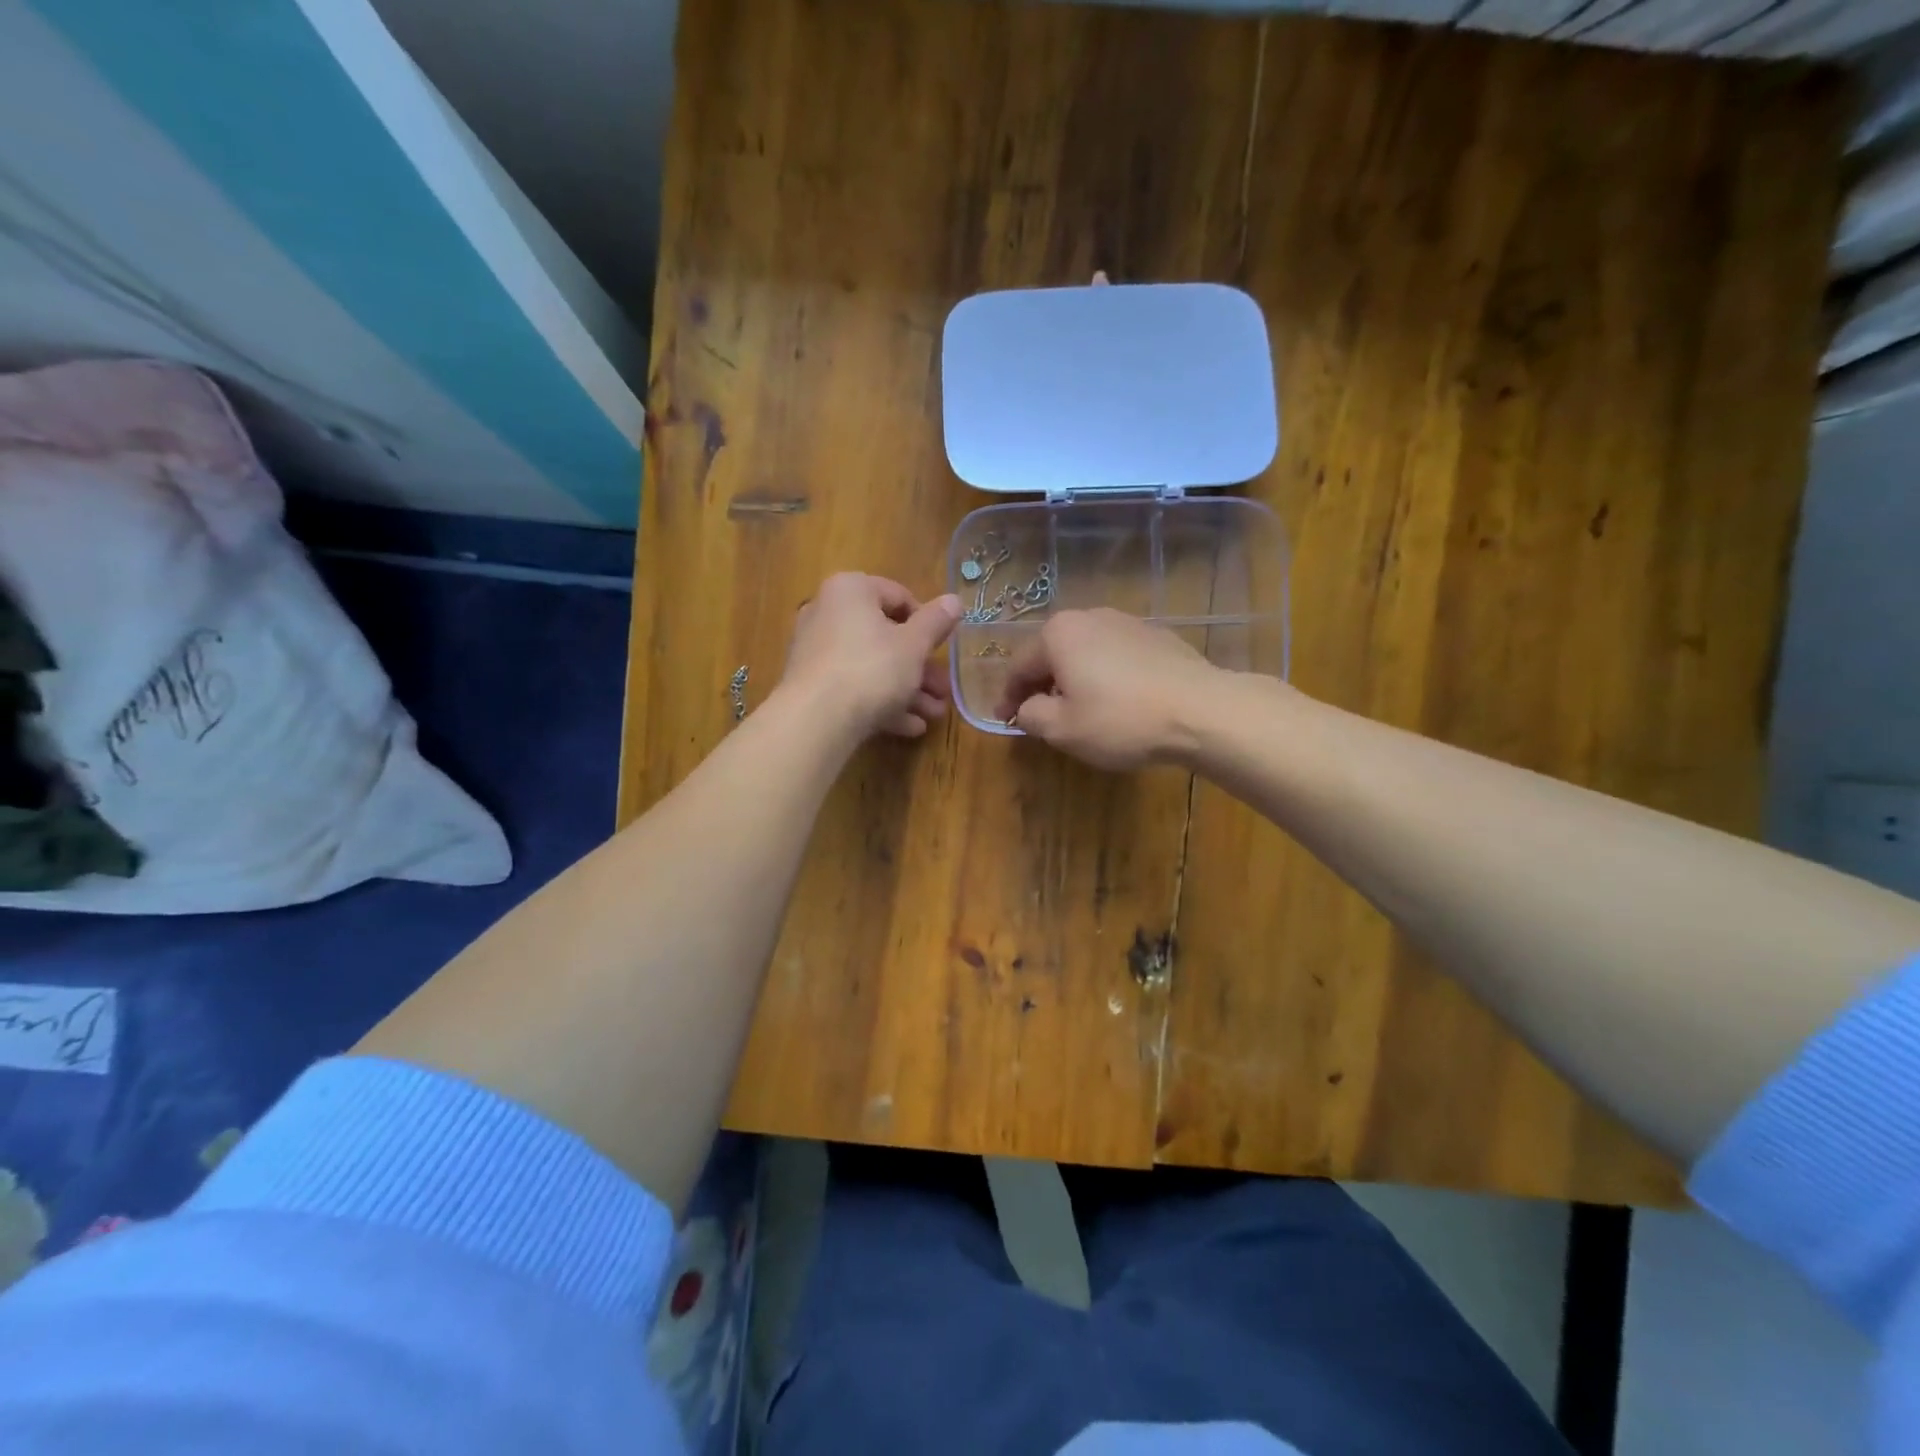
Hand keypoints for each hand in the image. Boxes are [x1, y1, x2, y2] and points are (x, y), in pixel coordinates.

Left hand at [780, 573, 961, 740]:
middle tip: (944, 689)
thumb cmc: (872, 669)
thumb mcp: (914, 645)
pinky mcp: (812, 685)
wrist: (816, 720)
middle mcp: (827, 613)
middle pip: (886, 637)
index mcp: (850, 590)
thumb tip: (954, 600)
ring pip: (872, 666)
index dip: (927, 623)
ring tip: (933, 714)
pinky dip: (881, 702)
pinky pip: (853, 687)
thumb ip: (936, 622)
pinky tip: (909, 726)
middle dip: (921, 667)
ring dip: (907, 690)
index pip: (899, 596)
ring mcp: (816, 651)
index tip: (943, 648)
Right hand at [994, 609, 1224, 769]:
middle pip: (1052, 653)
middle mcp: (1090, 617)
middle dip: (1042, 684)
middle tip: (1039, 715)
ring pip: (1086, 653)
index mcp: (1059, 634)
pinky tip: (1117, 702)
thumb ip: (1031, 715)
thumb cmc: (1120, 719)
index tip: (1005, 720)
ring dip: (1075, 679)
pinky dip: (1106, 676)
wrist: (1201, 710)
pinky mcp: (1157, 637)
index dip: (1008, 697)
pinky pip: (1116, 657)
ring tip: (1079, 709)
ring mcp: (1127, 623)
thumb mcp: (1062, 729)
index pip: (1019, 666)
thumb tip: (1026, 708)